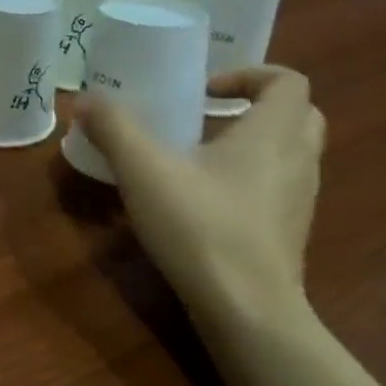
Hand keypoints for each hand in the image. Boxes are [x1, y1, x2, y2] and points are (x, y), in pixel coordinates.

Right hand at [77, 67, 324, 322]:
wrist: (247, 311)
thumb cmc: (201, 226)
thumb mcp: (143, 170)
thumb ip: (113, 128)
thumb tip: (85, 99)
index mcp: (273, 133)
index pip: (287, 81)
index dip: (249, 74)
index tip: (204, 90)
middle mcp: (298, 160)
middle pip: (297, 114)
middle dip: (255, 106)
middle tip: (208, 115)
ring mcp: (299, 201)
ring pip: (290, 154)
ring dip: (253, 143)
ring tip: (199, 156)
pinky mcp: (287, 233)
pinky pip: (277, 188)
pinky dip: (249, 179)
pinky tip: (203, 199)